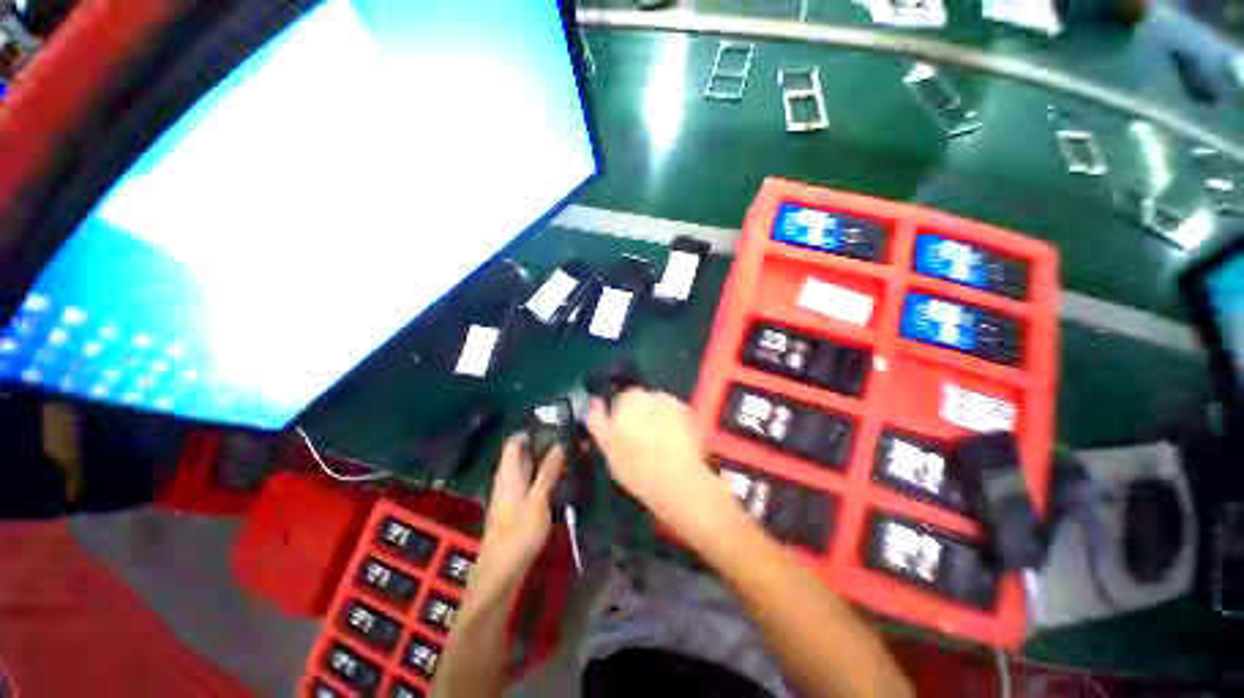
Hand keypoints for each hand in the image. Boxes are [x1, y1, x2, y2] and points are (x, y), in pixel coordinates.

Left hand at [472, 434, 563, 593]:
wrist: (501, 572)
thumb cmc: (519, 534)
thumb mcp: (538, 501)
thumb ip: (547, 472)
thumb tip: (558, 445)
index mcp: (508, 474)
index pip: (514, 442)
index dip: (529, 430)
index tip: (551, 421)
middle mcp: (506, 479)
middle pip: (519, 454)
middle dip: (539, 442)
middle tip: (564, 434)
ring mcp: (509, 493)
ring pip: (525, 468)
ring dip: (541, 458)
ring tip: (565, 451)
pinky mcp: (515, 506)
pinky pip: (528, 481)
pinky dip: (540, 473)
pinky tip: (556, 475)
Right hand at [587, 389, 722, 526]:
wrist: (678, 481)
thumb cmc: (636, 467)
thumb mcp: (608, 448)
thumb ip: (597, 421)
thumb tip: (595, 402)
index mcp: (628, 400)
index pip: (620, 398)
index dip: (620, 415)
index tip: (622, 433)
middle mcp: (651, 395)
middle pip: (640, 399)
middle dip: (639, 413)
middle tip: (640, 440)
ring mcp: (672, 402)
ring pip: (658, 405)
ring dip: (656, 416)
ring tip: (658, 442)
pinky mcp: (688, 412)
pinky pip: (674, 412)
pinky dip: (672, 421)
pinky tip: (672, 441)